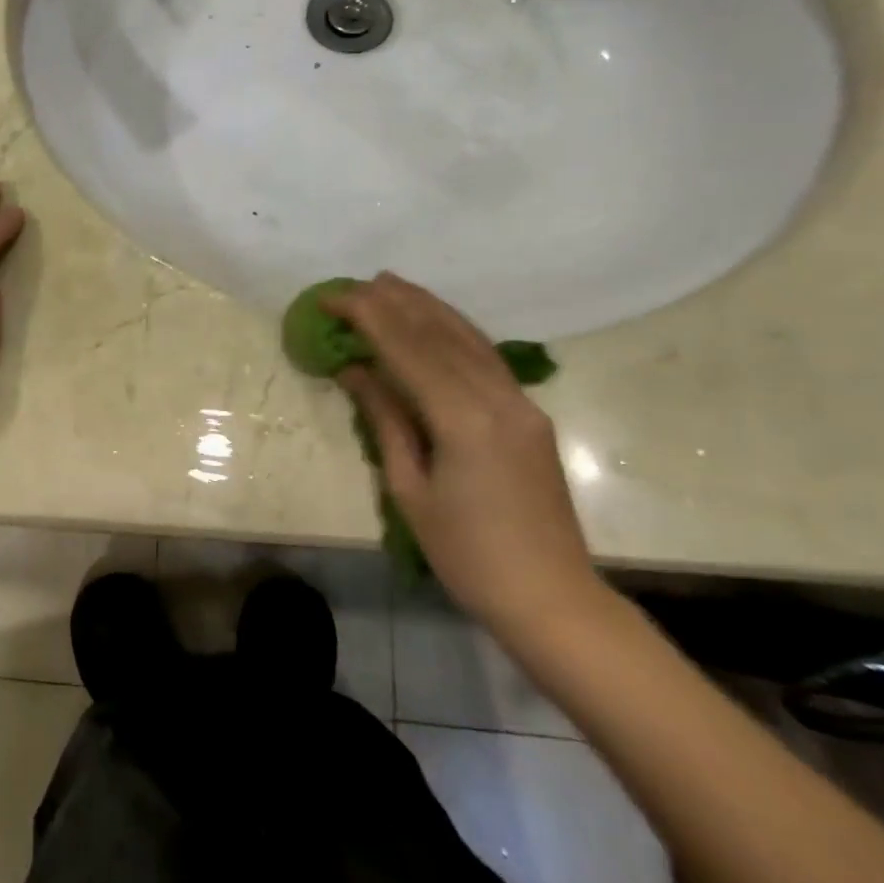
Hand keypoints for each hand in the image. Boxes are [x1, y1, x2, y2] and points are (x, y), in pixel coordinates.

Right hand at [322, 275, 604, 638]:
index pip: (408, 349)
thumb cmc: (467, 554)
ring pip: (468, 337)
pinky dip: (454, 330)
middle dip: (394, 303)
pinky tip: (435, 321)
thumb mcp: (410, 489)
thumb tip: (355, 371)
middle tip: (355, 284)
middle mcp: (498, 398)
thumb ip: (386, 420)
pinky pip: (486, 357)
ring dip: (426, 307)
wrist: (551, 597)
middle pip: (440, 334)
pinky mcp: (529, 413)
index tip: (332, 298)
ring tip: (390, 285)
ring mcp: (521, 403)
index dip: (367, 317)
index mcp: (464, 419)